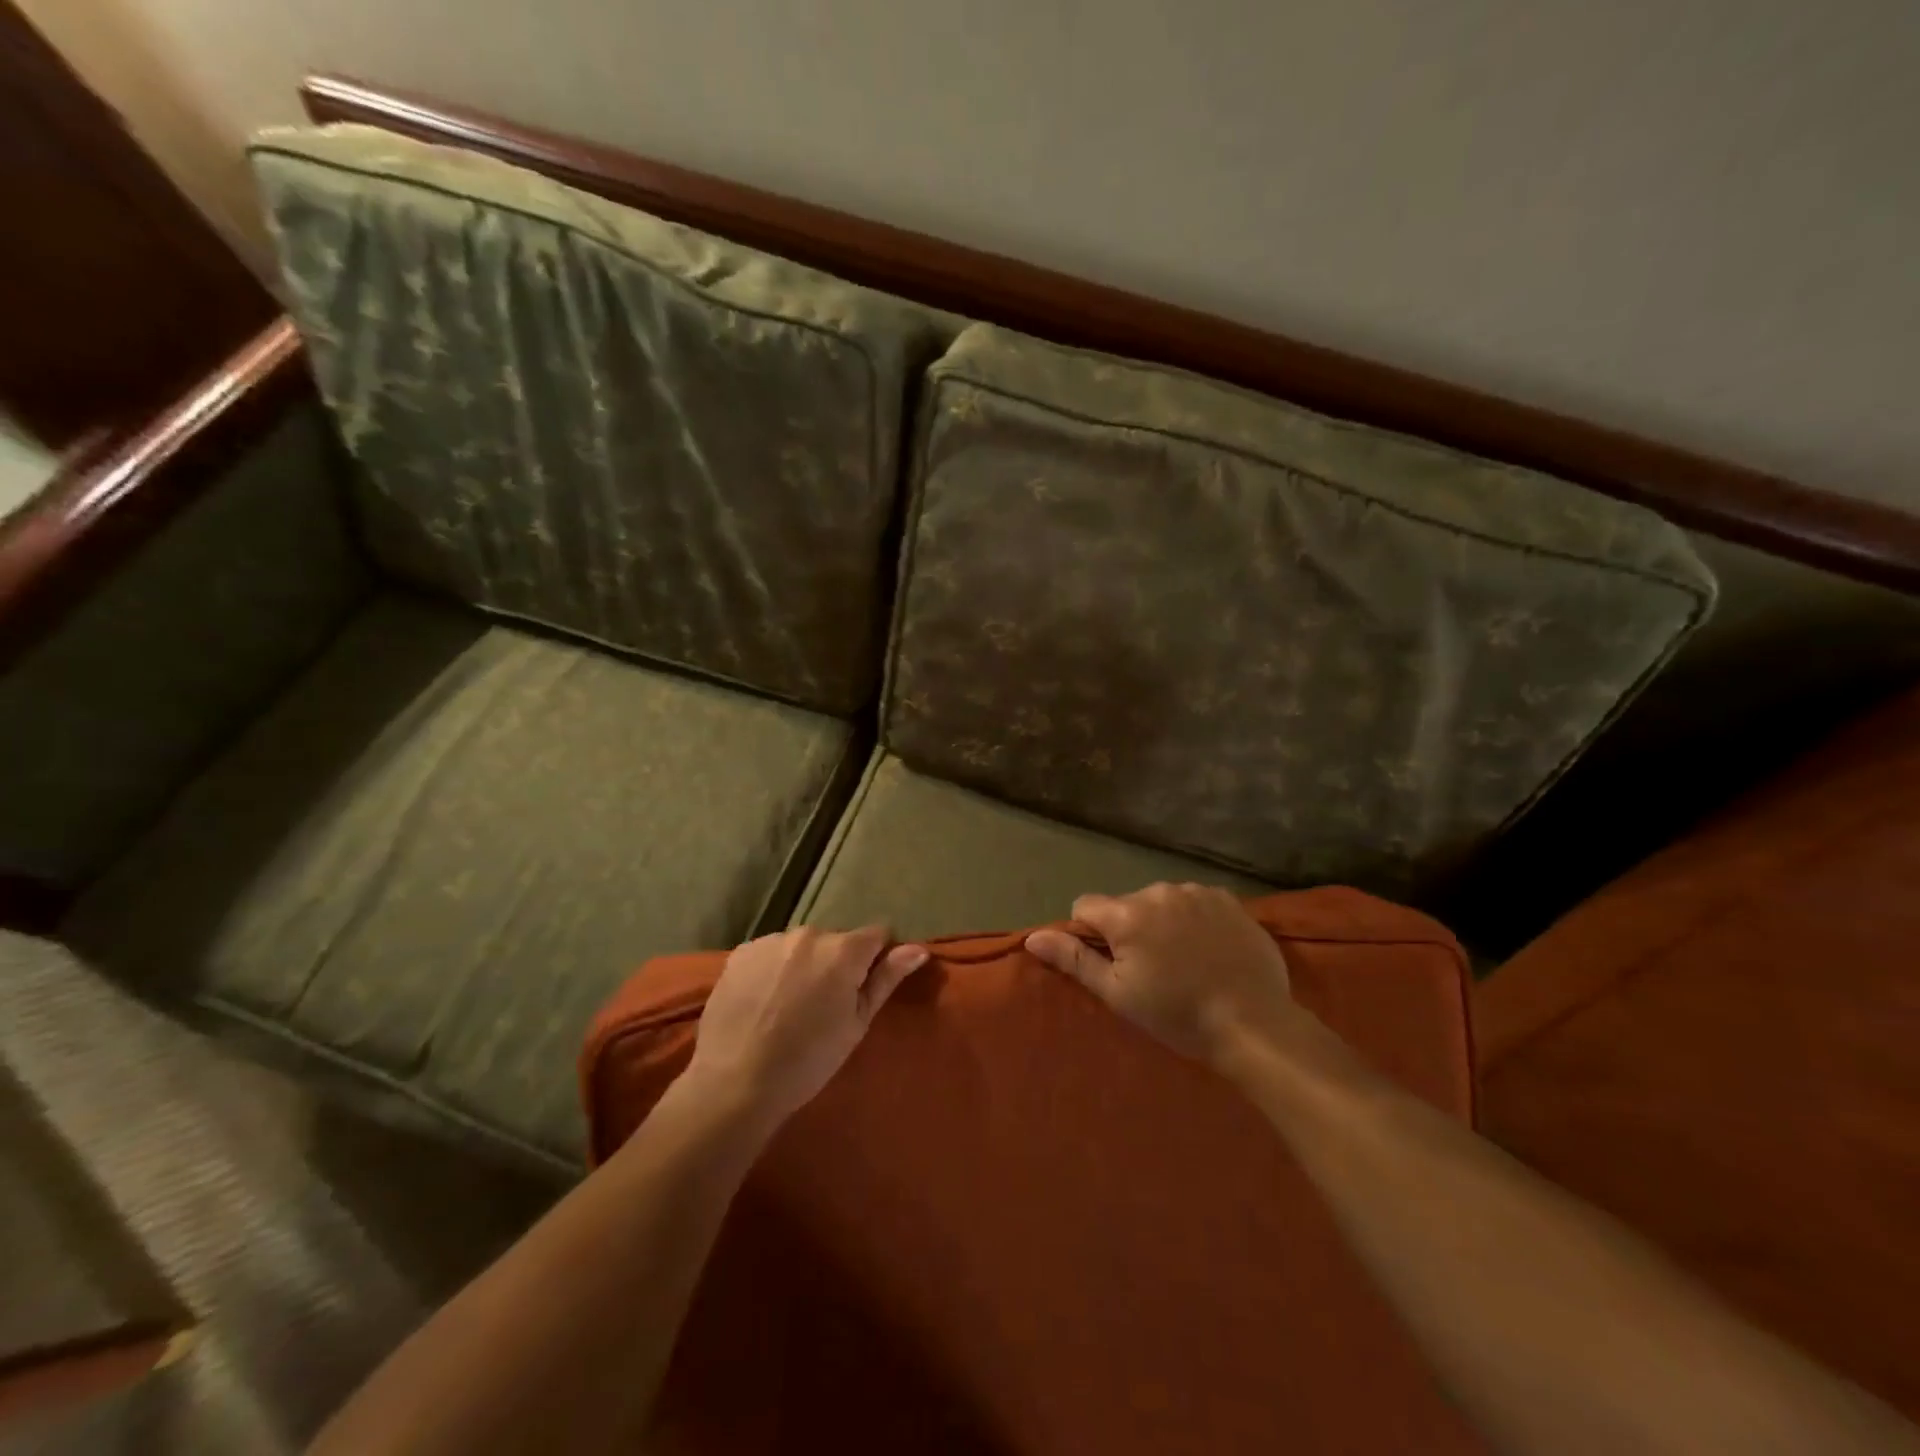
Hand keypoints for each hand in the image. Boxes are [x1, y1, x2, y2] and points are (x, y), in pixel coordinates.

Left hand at [685, 926, 928, 1124]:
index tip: (864, 987)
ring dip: (803, 965)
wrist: (735, 1082)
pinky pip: (770, 953)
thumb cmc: (808, 1060)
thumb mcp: (856, 1024)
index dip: (876, 958)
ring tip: (789, 1007)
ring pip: (801, 947)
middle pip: (836, 941)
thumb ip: (886, 979)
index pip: (877, 934)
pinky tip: (763, 1002)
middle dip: (837, 963)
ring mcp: (771, 941)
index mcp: (843, 950)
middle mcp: (809, 934)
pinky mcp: (741, 953)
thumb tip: (918, 949)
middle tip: (825, 1006)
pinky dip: (773, 970)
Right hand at [1026, 883, 1295, 1066]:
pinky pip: (1196, 902)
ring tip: (1186, 961)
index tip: (1113, 963)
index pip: (1086, 905)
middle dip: (1131, 929)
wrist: (1254, 1023)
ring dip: (1164, 922)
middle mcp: (1159, 891)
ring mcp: (1197, 892)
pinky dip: (1195, 920)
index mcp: (1127, 915)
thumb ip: (1074, 959)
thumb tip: (1033, 937)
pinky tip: (1210, 950)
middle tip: (1154, 970)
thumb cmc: (1177, 1014)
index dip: (1091, 934)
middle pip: (1127, 904)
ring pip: (1162, 902)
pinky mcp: (1229, 900)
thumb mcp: (1118, 994)